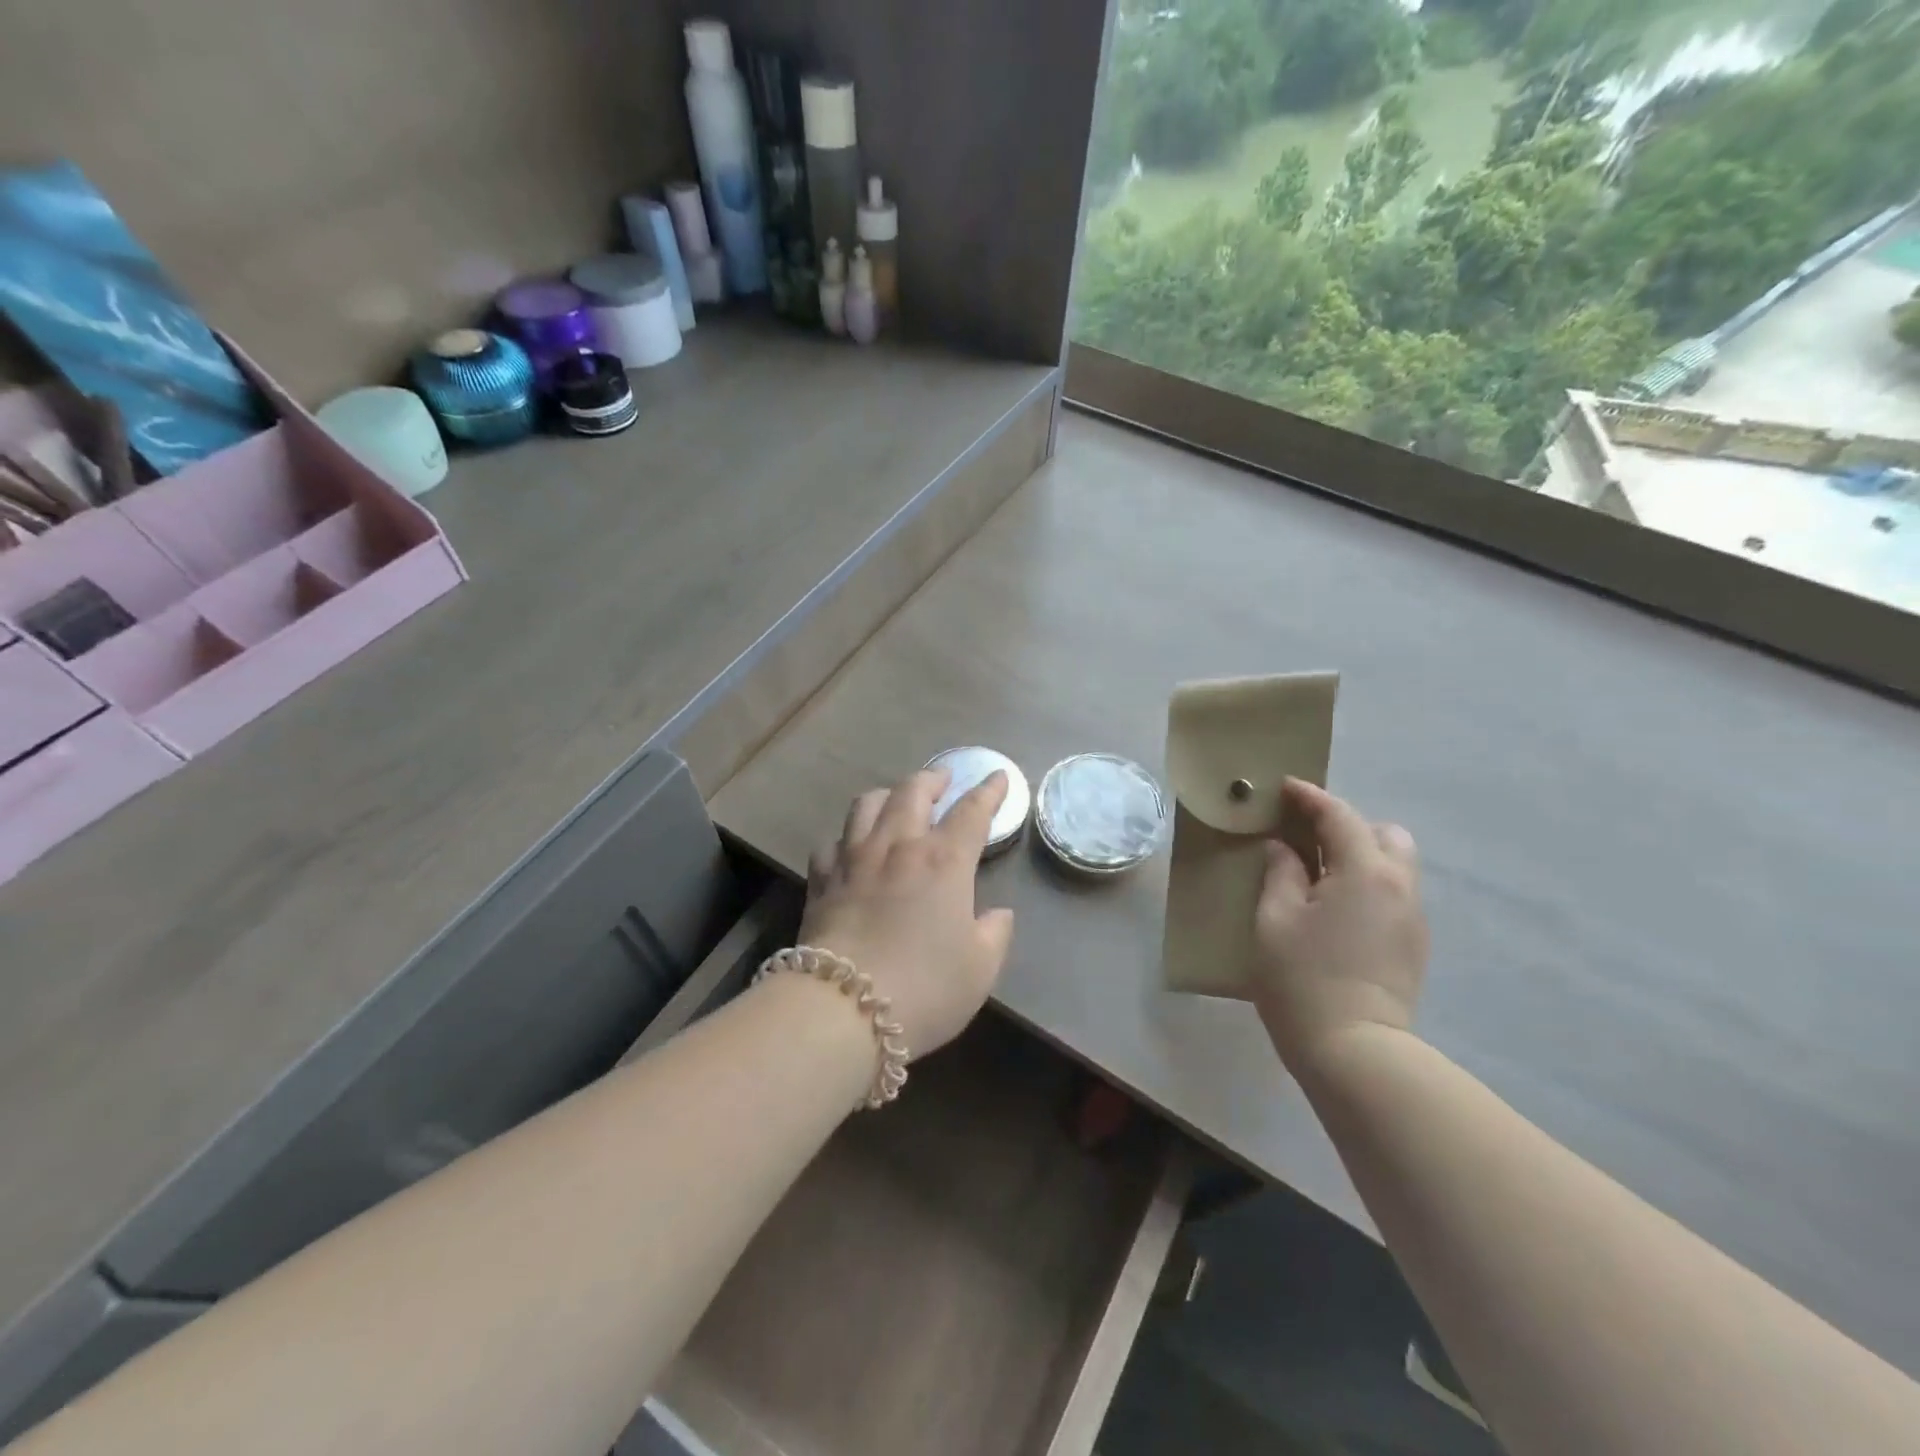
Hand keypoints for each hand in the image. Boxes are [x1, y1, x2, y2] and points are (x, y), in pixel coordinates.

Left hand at [800, 767, 1015, 1056]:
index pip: (972, 811)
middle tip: (944, 779)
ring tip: (896, 800)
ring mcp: (854, 859)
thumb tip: (997, 914)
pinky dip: (846, 837)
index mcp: (944, 861)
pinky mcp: (821, 880)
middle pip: (913, 791)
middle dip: (933, 779)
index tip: (998, 777)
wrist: (842, 1009)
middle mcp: (898, 846)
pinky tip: (850, 847)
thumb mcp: (980, 969)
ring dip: (888, 794)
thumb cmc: (924, 989)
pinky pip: (832, 842)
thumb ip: (994, 934)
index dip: (988, 791)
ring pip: (867, 804)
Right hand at [1252, 778, 1429, 1078]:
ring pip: (1394, 865)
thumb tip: (1284, 849)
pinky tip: (1336, 908)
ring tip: (1319, 875)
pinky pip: (1393, 894)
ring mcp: (1413, 917)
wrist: (1354, 1050)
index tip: (1285, 788)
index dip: (1310, 797)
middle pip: (1384, 834)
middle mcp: (1399, 886)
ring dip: (1360, 856)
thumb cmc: (1302, 978)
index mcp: (1364, 871)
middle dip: (1348, 826)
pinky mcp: (1413, 944)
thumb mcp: (1275, 918)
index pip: (1339, 816)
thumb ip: (1281, 873)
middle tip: (1307, 840)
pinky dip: (1367, 884)